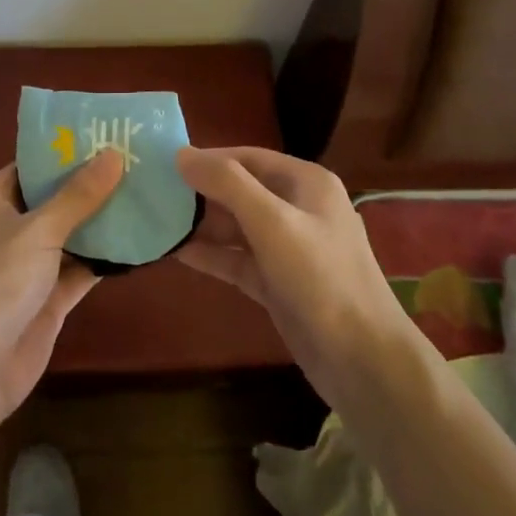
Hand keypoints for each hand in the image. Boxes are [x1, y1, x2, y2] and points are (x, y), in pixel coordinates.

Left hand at [0, 150, 122, 422]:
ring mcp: (27, 267)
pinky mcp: (46, 299)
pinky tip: (140, 241)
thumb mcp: (39, 229)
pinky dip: (103, 259)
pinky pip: (79, 270)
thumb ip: (78, 195)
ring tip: (146, 194)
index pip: (30, 166)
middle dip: (90, 186)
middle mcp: (7, 229)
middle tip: (137, 163)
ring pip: (69, 236)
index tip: (106, 136)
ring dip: (101, 222)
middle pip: (53, 200)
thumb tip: (113, 154)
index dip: (65, 152)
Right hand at [174, 145, 421, 409]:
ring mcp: (288, 248)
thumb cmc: (320, 279)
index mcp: (306, 183)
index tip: (164, 164)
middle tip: (152, 194)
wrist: (363, 361)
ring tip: (155, 221)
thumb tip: (182, 153)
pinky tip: (176, 252)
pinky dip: (211, 255)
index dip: (208, 158)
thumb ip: (227, 184)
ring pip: (237, 227)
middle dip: (200, 192)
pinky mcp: (278, 283)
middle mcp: (298, 209)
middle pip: (240, 190)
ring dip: (201, 225)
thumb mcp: (273, 222)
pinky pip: (238, 259)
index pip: (248, 157)